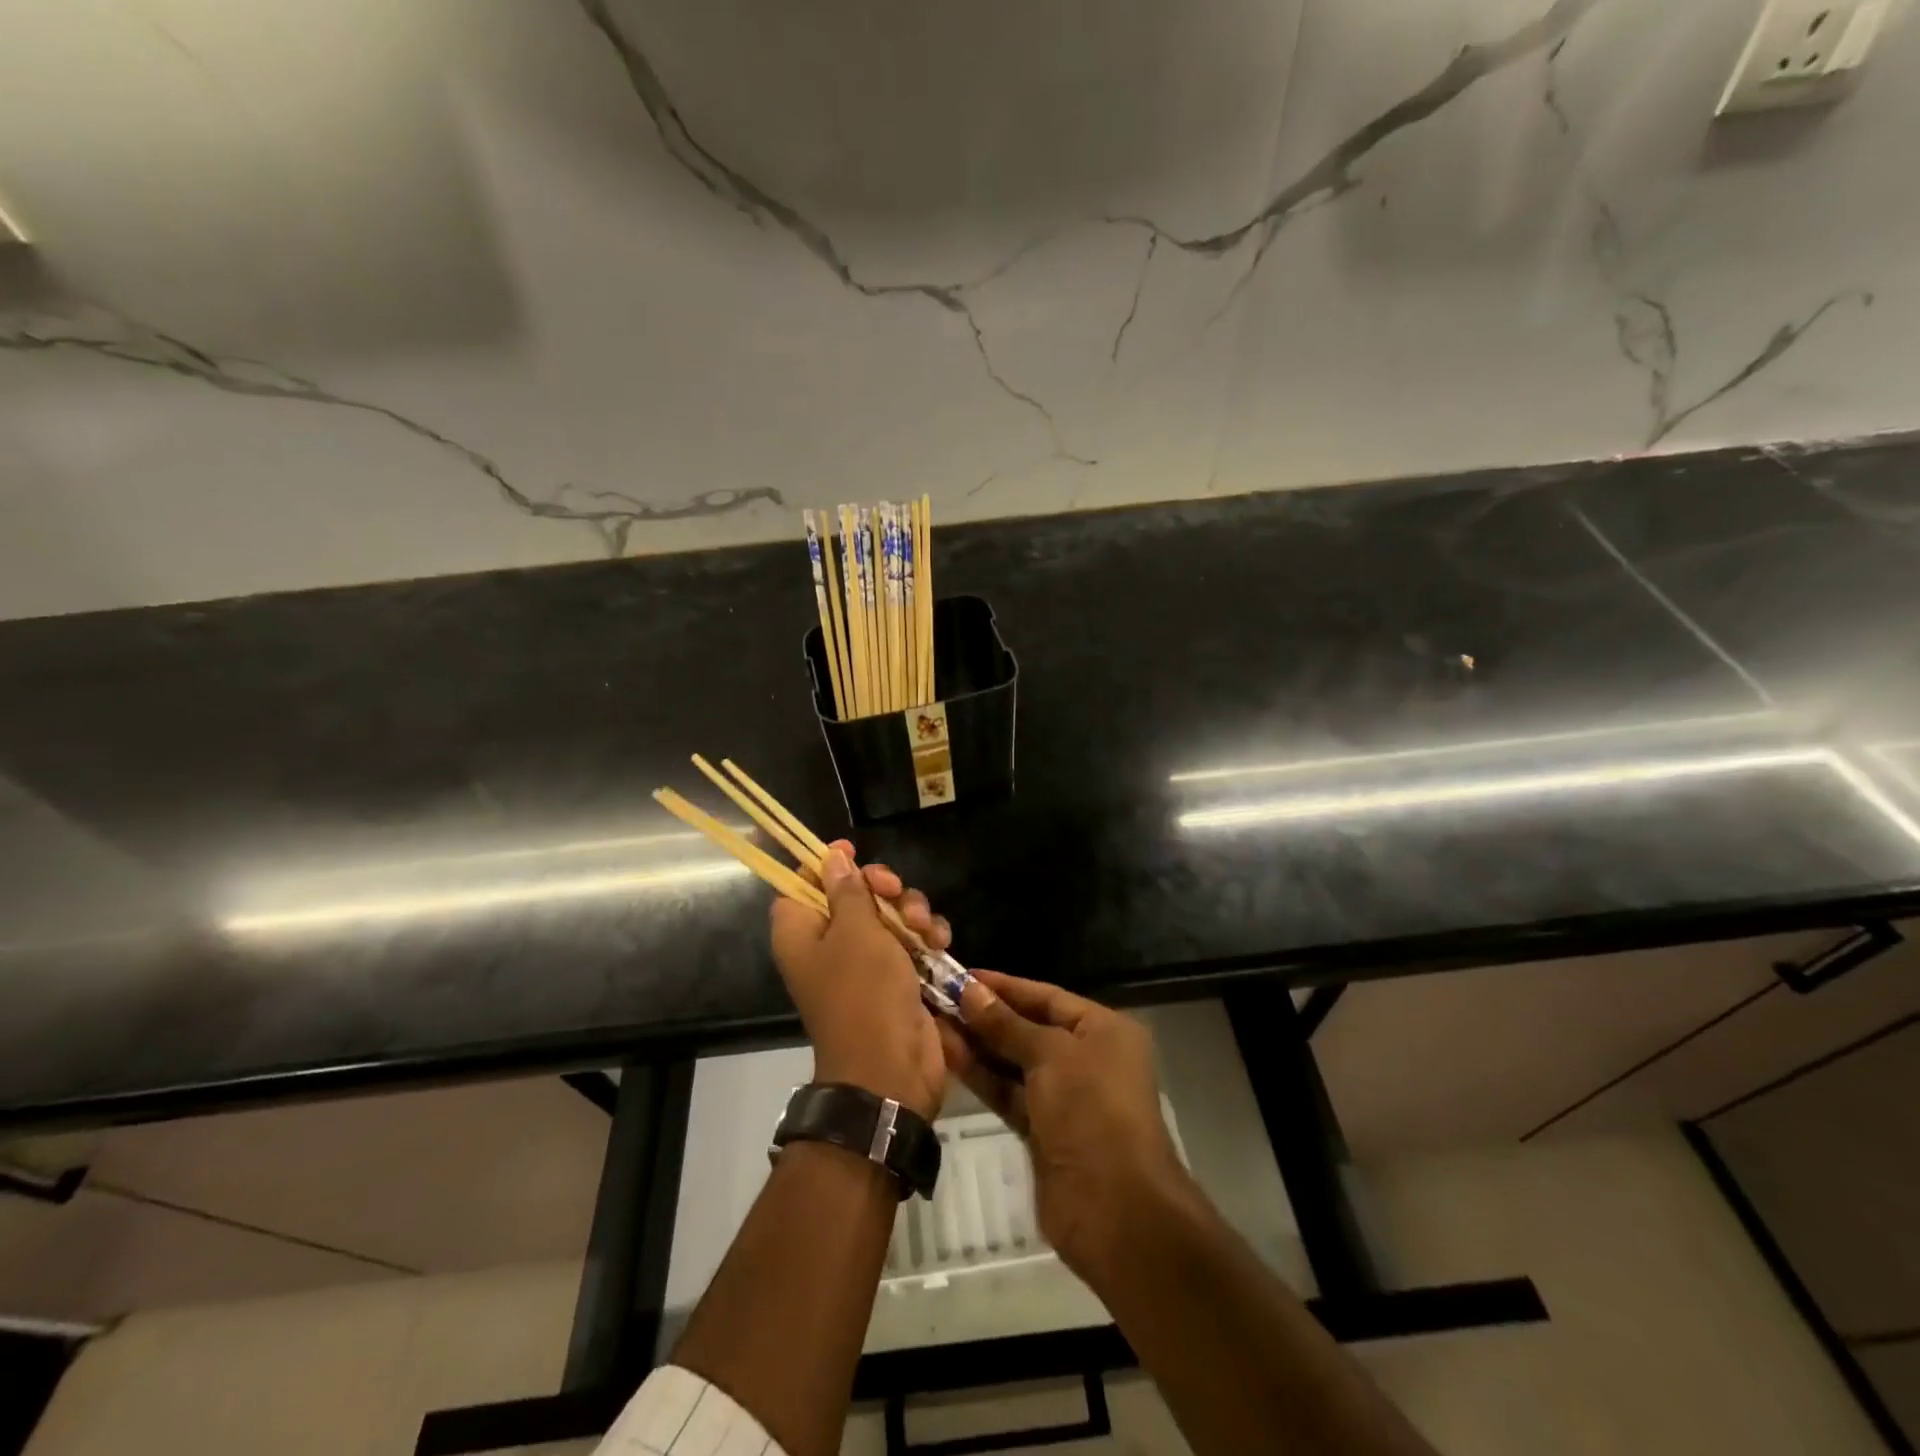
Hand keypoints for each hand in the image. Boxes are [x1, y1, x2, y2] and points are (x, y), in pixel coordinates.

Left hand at [769, 841, 951, 1119]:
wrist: (891, 1068)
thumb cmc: (863, 993)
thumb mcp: (856, 932)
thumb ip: (847, 890)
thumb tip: (831, 856)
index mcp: (802, 933)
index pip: (801, 884)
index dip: (825, 865)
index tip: (852, 850)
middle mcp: (829, 944)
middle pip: (853, 894)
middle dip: (882, 888)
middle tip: (893, 892)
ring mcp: (866, 962)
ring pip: (889, 914)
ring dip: (912, 912)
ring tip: (924, 930)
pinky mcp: (898, 977)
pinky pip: (911, 940)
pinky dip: (926, 937)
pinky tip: (939, 942)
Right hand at [939, 971, 1191, 1282]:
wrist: (1115, 1209)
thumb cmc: (1091, 1110)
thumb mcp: (1051, 1055)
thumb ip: (1006, 1024)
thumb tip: (969, 991)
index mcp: (1103, 1029)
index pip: (1046, 996)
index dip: (1003, 986)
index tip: (960, 975)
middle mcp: (1086, 1057)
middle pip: (1028, 1027)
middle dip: (984, 1015)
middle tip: (937, 998)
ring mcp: (1064, 1097)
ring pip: (1013, 1061)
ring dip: (976, 1044)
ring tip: (932, 1022)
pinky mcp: (1043, 1131)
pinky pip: (1008, 1092)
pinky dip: (981, 1076)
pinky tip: (947, 1056)